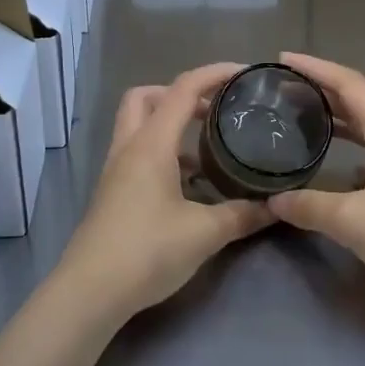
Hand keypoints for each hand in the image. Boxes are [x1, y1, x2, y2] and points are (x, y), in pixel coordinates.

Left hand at [58, 63, 274, 317]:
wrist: (89, 292)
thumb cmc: (146, 251)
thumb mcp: (204, 233)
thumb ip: (242, 215)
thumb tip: (275, 206)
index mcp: (151, 144)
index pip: (183, 89)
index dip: (214, 73)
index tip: (244, 73)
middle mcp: (129, 148)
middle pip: (146, 97)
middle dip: (180, 94)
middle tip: (213, 110)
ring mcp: (116, 171)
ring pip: (138, 126)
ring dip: (170, 126)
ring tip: (207, 149)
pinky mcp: (112, 193)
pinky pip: (138, 154)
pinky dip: (163, 154)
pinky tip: (189, 186)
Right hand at [267, 53, 364, 308]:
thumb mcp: (353, 221)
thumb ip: (309, 206)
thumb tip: (273, 201)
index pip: (349, 83)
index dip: (315, 67)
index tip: (282, 59)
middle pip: (357, 97)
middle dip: (320, 86)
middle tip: (282, 86)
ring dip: (334, 112)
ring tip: (299, 112)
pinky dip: (346, 139)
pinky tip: (329, 155)